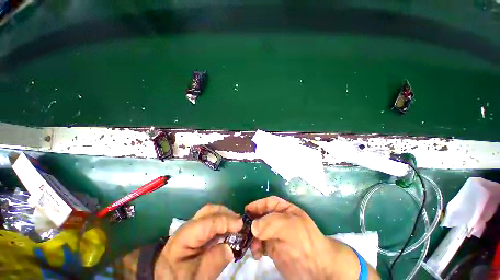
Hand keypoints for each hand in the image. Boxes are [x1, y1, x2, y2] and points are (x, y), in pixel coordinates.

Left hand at [154, 204, 242, 279]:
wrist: (166, 278)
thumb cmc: (179, 278)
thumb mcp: (196, 277)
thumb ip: (214, 262)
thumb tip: (231, 248)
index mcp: (185, 236)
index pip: (208, 222)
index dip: (226, 221)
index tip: (241, 225)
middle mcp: (189, 225)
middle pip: (210, 210)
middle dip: (227, 214)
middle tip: (240, 223)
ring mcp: (192, 226)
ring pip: (211, 212)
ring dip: (225, 216)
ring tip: (236, 226)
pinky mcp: (197, 229)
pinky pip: (212, 220)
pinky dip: (222, 222)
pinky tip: (228, 230)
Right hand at [246, 196, 376, 279]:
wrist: (317, 268)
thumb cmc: (305, 240)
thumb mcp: (290, 226)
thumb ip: (271, 223)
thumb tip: (253, 226)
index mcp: (283, 209)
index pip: (268, 203)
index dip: (257, 205)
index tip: (246, 210)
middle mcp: (277, 219)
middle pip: (260, 216)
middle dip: (252, 221)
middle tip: (243, 230)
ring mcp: (274, 234)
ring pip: (257, 230)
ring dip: (252, 236)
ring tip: (253, 246)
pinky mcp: (271, 248)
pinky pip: (258, 244)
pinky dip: (255, 247)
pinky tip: (257, 254)